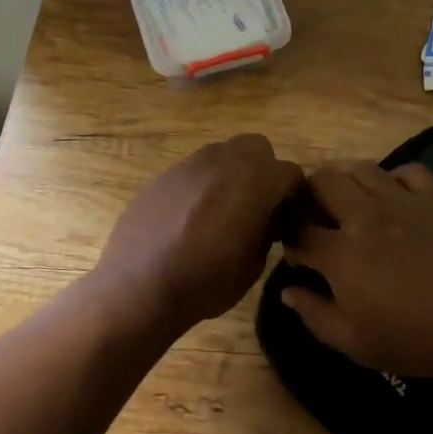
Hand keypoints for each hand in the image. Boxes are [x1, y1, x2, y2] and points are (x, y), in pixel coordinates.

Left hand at [96, 134, 304, 332]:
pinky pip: (194, 170)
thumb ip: (267, 231)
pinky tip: (191, 217)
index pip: (290, 173)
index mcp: (255, 181)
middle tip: (257, 205)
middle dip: (263, 171)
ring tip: (223, 210)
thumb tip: (268, 220)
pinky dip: (202, 185)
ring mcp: (190, 164)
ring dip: (231, 174)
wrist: (139, 286)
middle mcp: (224, 161)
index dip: (293, 196)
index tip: (287, 219)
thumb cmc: (205, 282)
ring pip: (223, 154)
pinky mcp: (164, 174)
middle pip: (257, 148)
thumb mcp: (253, 265)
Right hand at [280, 162, 432, 377]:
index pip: (296, 229)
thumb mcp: (357, 344)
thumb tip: (287, 290)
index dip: (287, 236)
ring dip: (348, 182)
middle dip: (309, 194)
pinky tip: (396, 197)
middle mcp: (365, 216)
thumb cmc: (417, 338)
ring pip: (360, 168)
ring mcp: (403, 200)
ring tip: (353, 201)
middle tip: (317, 214)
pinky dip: (393, 179)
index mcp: (341, 254)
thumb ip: (315, 315)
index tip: (296, 250)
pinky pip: (407, 171)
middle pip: (321, 181)